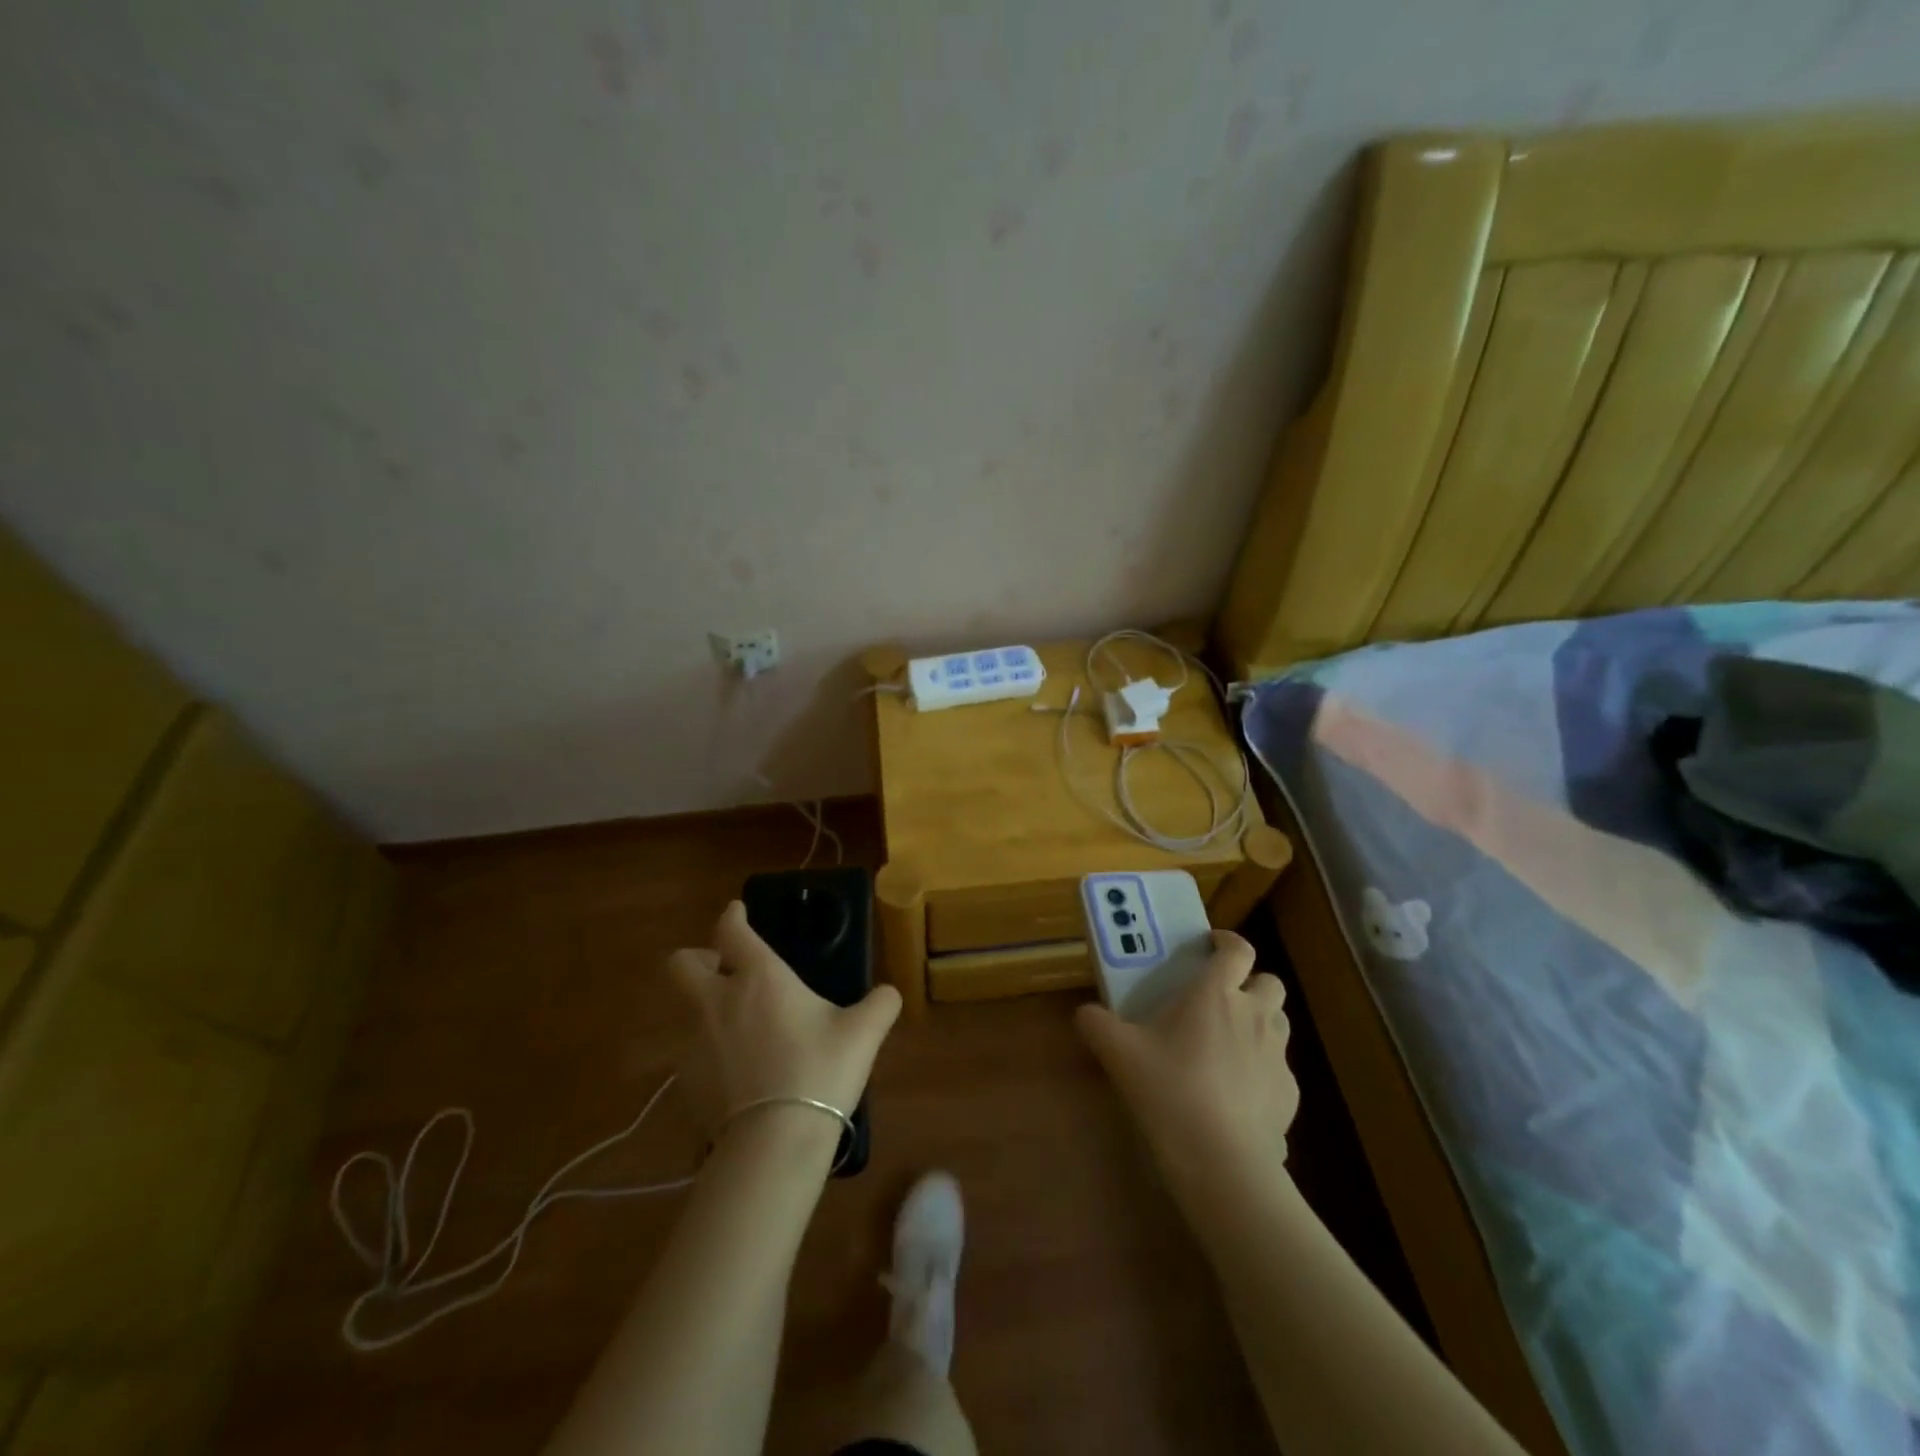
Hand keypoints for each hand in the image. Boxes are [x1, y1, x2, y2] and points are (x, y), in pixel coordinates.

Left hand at [666, 901, 901, 1140]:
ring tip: (743, 1032)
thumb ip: (880, 1004)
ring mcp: (695, 1042)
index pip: (731, 931)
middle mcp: (718, 1000)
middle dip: (697, 959)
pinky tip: (740, 1075)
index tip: (736, 912)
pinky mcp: (686, 1082)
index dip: (732, 917)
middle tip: (723, 970)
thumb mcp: (863, 1033)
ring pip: (688, 1011)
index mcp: (759, 977)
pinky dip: (712, 1054)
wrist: (773, 1142)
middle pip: (682, 964)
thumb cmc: (820, 1071)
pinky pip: (694, 1054)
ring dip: (708, 1010)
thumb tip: (889, 993)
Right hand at [1076, 930, 1297, 1173]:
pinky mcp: (1289, 1094)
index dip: (1228, 941)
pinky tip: (1237, 1093)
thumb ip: (1096, 1024)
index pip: (1238, 950)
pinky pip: (1279, 1069)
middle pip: (1269, 982)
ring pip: (1279, 1022)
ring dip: (1260, 1022)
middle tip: (1222, 997)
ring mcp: (1277, 1055)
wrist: (1220, 1160)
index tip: (1212, 945)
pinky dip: (1262, 1069)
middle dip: (1251, 983)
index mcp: (1215, 994)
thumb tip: (1085, 1014)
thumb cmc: (1168, 1089)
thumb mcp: (1118, 1053)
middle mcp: (1254, 1015)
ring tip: (1230, 1042)